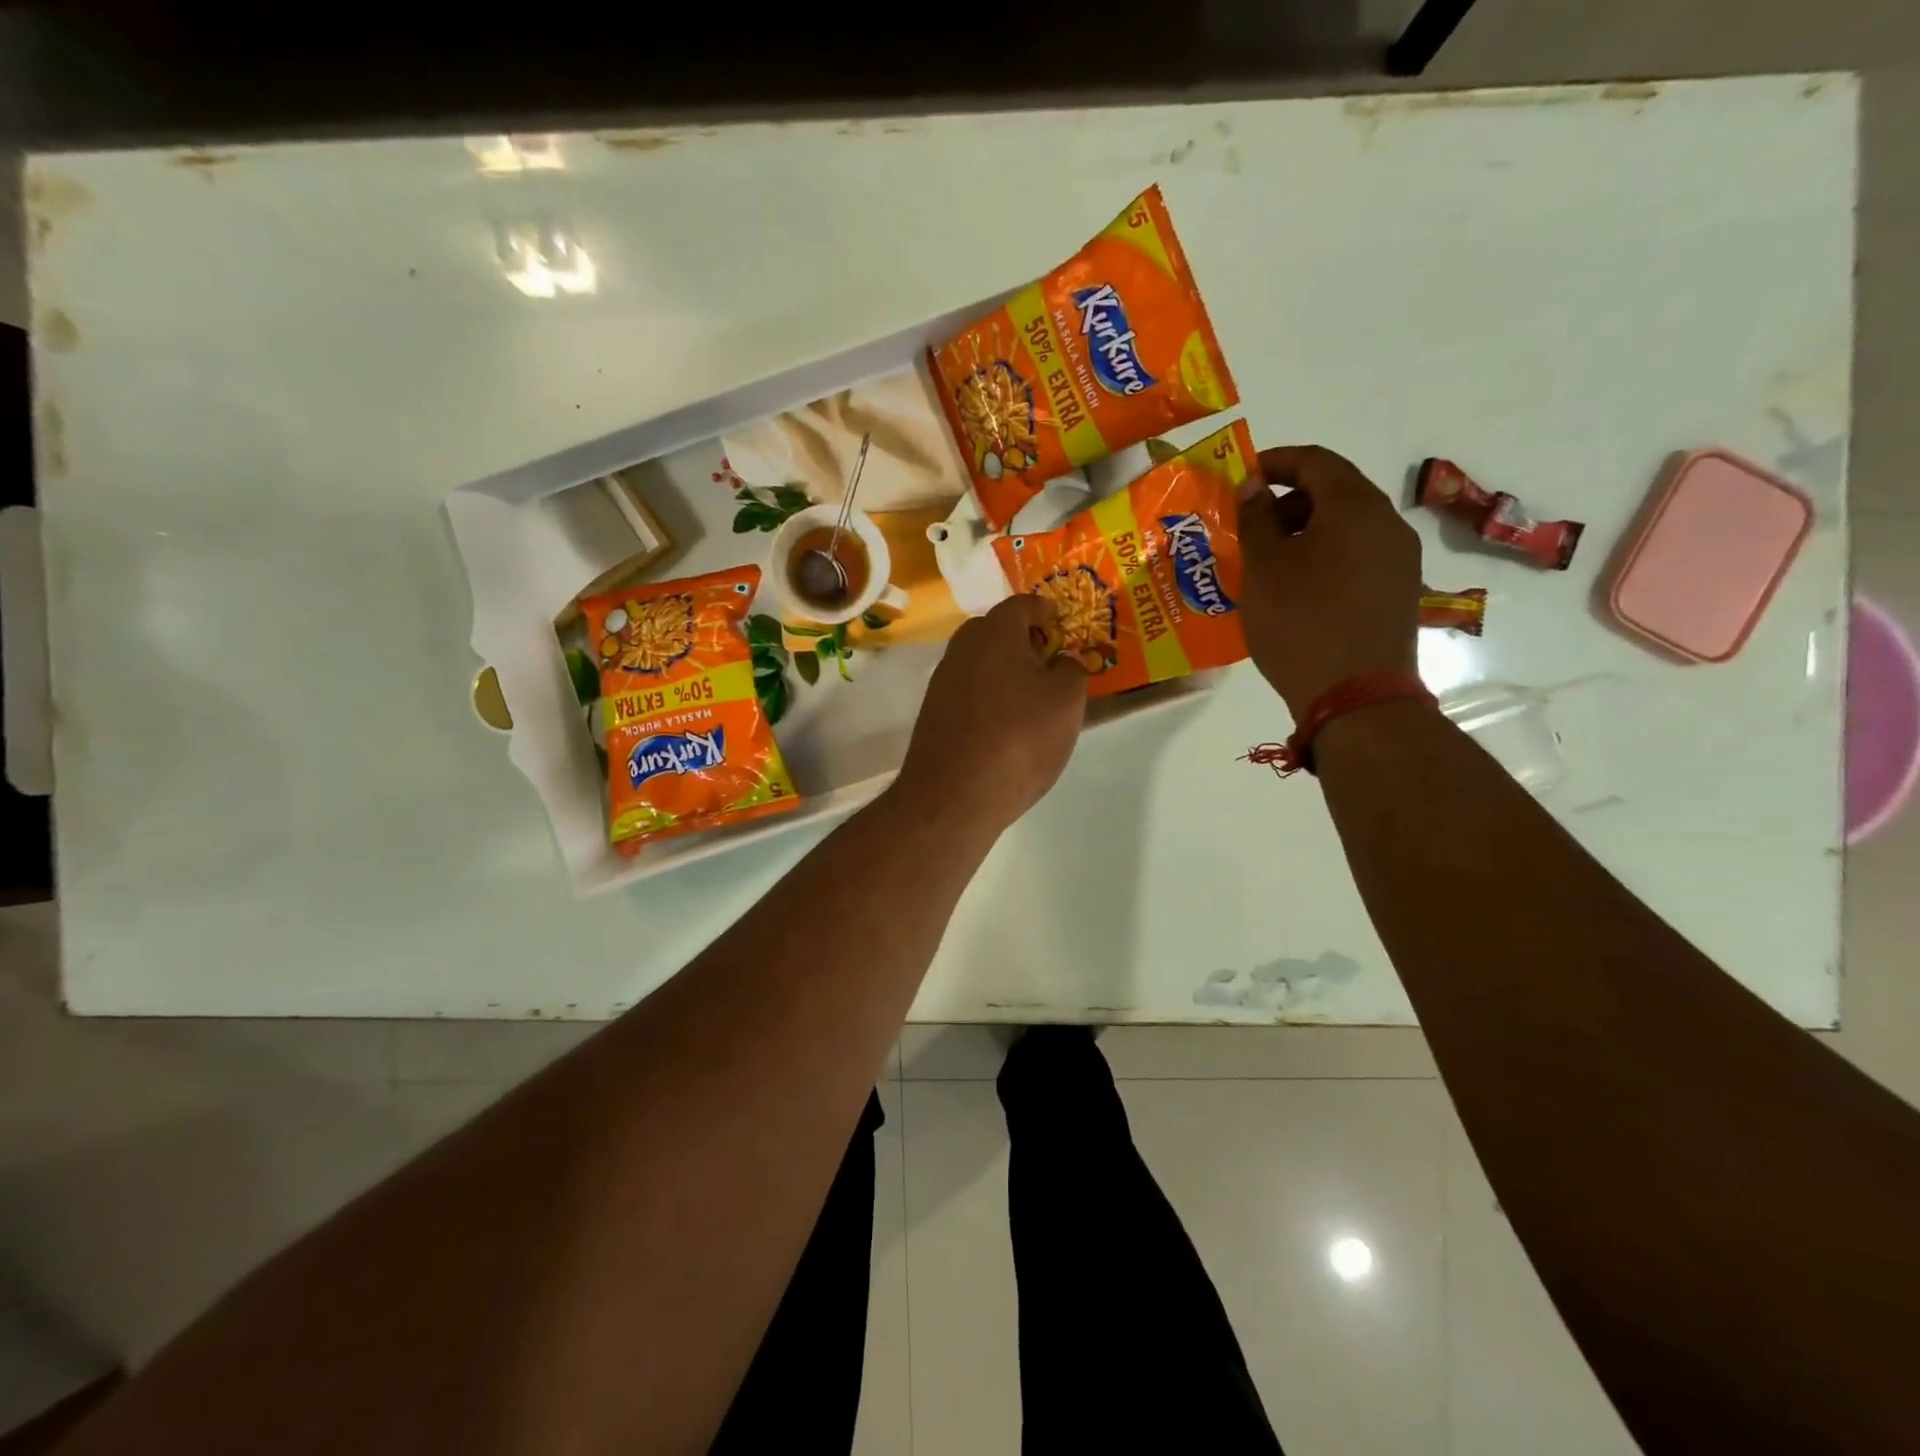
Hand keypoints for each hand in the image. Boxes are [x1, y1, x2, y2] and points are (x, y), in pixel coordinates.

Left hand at [894, 595, 1087, 836]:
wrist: (953, 796)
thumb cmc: (1019, 738)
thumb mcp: (1066, 702)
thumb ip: (1071, 670)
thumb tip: (1062, 661)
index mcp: (994, 632)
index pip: (1023, 604)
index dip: (1047, 612)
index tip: (1064, 628)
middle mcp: (961, 648)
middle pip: (996, 631)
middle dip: (1024, 642)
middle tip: (1050, 666)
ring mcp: (941, 682)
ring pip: (980, 663)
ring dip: (1004, 672)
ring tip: (1031, 702)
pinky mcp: (932, 714)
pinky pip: (968, 693)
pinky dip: (988, 699)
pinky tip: (1004, 728)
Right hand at [1237, 445, 1421, 717]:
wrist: (1356, 695)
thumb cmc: (1300, 622)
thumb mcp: (1263, 568)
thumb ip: (1255, 518)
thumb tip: (1254, 485)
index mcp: (1355, 506)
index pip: (1315, 461)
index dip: (1275, 462)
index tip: (1241, 479)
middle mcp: (1387, 524)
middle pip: (1335, 492)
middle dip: (1287, 501)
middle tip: (1249, 527)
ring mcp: (1399, 560)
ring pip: (1347, 527)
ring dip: (1305, 532)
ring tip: (1267, 563)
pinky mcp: (1398, 593)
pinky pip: (1357, 557)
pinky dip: (1324, 557)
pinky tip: (1296, 589)